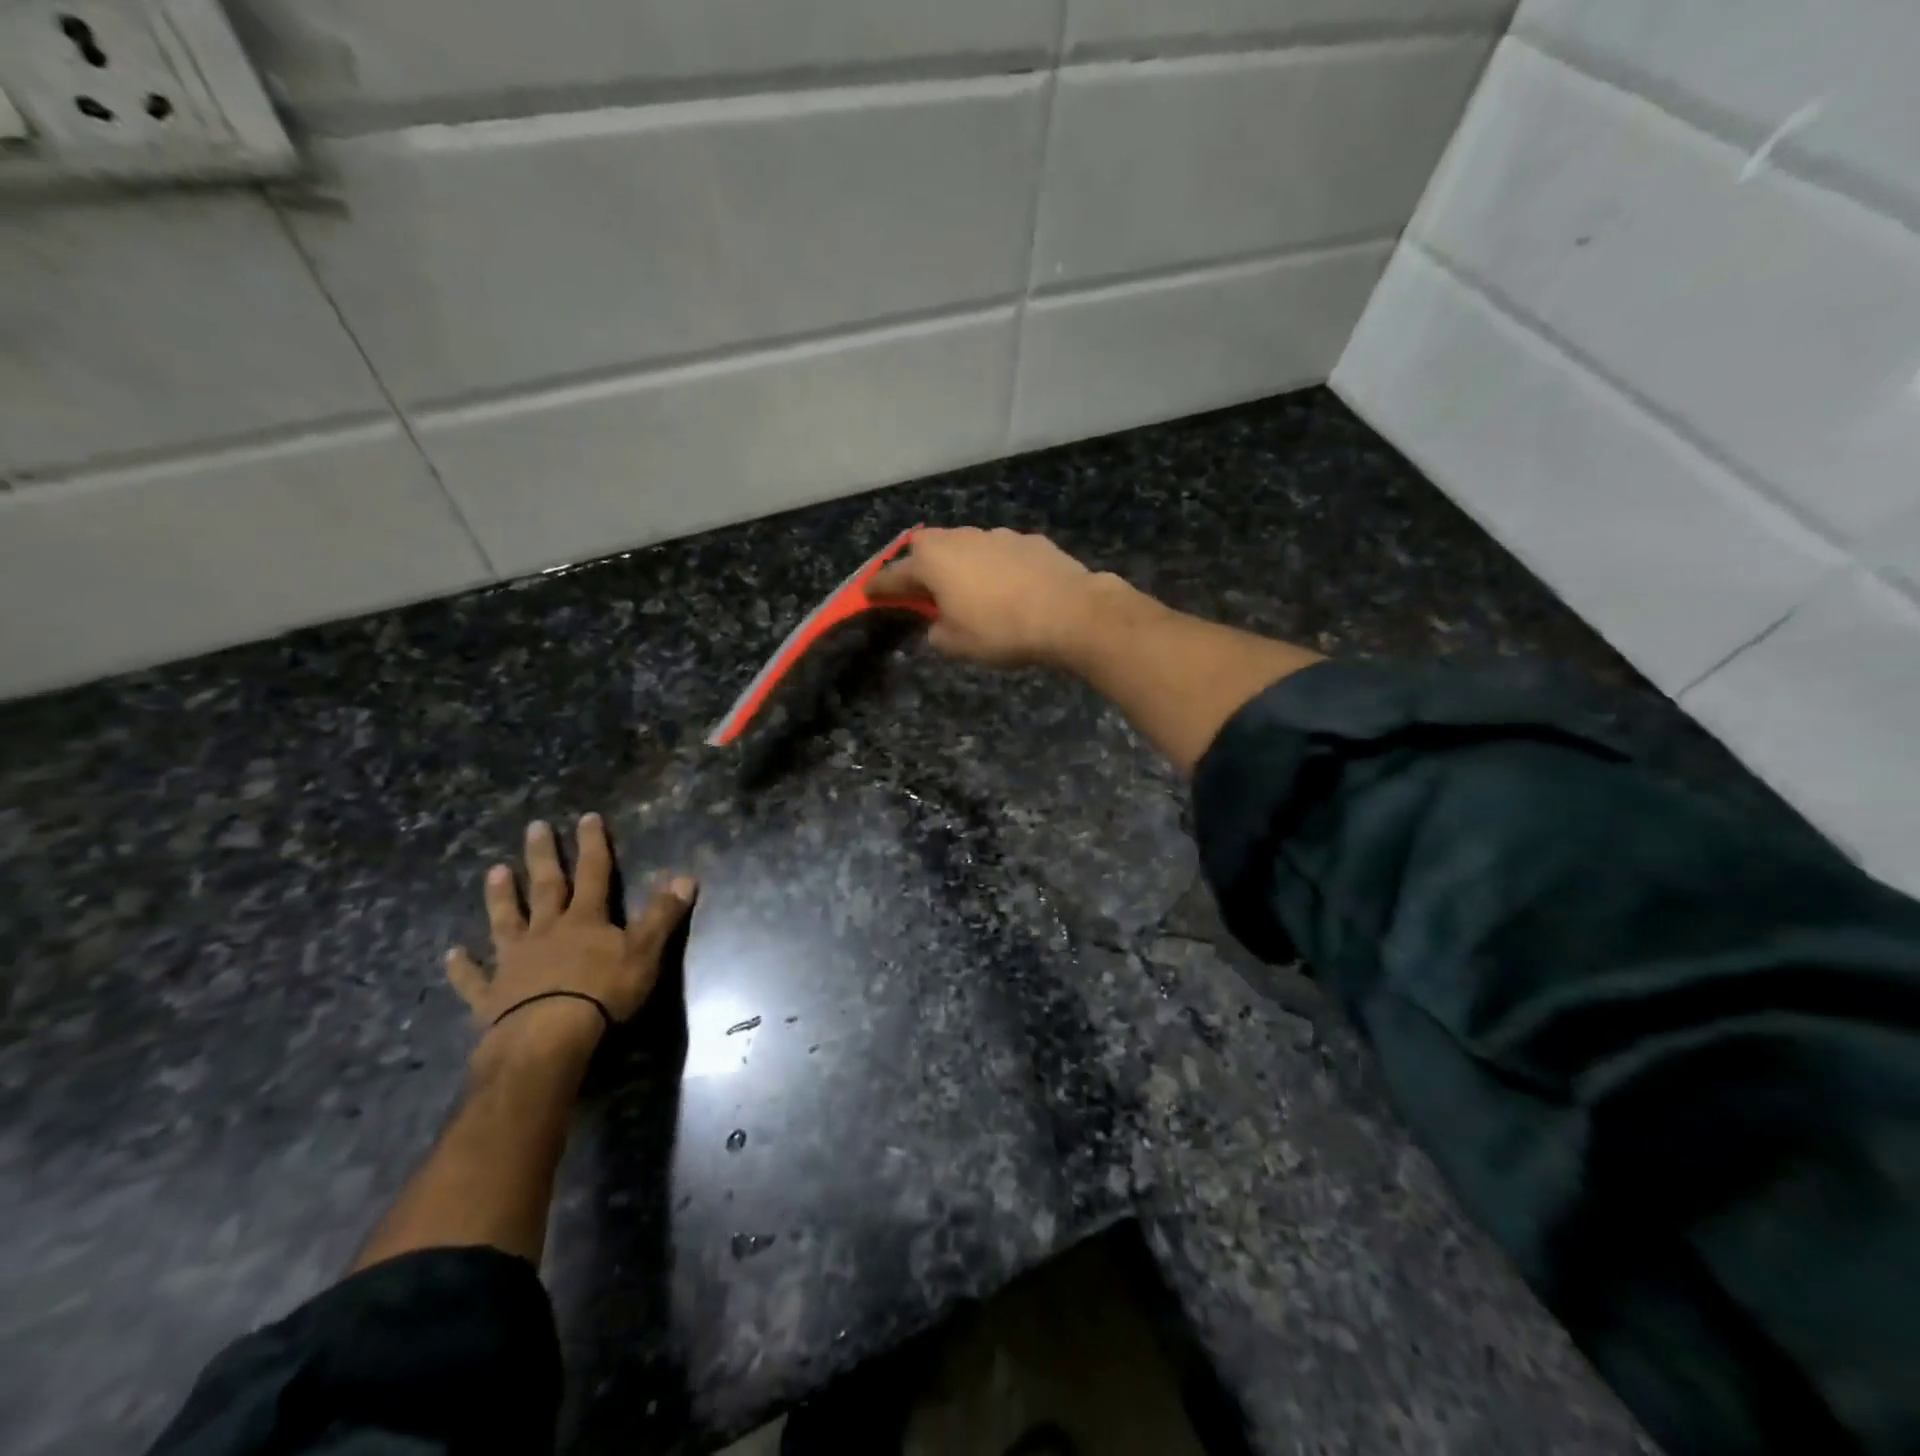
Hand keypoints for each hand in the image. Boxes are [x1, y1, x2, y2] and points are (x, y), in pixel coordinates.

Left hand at [446, 813, 695, 1048]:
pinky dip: (463, 967)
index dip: (593, 845)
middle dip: (543, 857)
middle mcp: (547, 932)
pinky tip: (451, 955)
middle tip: (534, 827)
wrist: (547, 1039)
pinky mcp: (493, 996)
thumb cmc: (603, 993)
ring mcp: (515, 962)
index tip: (587, 818)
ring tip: (494, 871)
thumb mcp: (646, 951)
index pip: (593, 873)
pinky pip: (474, 978)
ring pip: (506, 921)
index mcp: (585, 920)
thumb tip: (686, 876)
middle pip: (546, 887)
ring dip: (501, 896)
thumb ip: (663, 914)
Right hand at [868, 527, 1107, 668]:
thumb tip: (939, 624)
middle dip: (919, 564)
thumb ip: (937, 632)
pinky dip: (995, 566)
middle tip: (922, 589)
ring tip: (969, 590)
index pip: (894, 574)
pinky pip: (1000, 552)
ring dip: (960, 564)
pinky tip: (1008, 587)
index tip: (868, 593)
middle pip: (928, 546)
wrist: (1070, 612)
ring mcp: (998, 535)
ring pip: (966, 544)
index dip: (879, 587)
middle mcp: (961, 538)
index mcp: (934, 561)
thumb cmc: (1002, 630)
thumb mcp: (957, 645)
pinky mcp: (1030, 541)